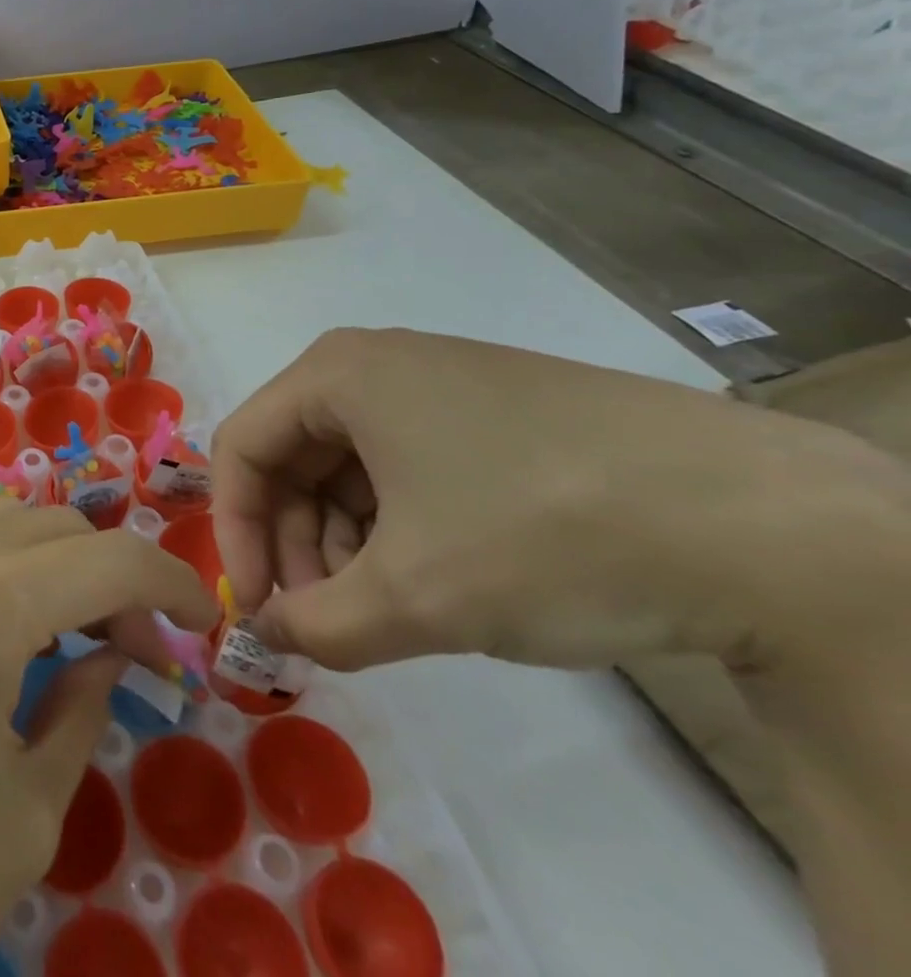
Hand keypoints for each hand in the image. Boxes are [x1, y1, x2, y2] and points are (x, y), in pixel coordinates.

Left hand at [0, 501, 217, 976]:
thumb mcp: (23, 810)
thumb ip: (80, 710)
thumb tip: (110, 657)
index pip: (110, 558)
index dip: (172, 583)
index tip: (207, 625)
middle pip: (60, 526)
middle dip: (115, 575)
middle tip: (141, 652)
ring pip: (12, 524)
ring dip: (63, 563)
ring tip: (85, 638)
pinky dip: (13, 568)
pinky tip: (21, 631)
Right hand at [211, 328, 910, 674]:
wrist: (763, 521)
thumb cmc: (543, 532)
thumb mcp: (415, 595)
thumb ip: (317, 624)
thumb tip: (272, 634)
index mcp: (336, 373)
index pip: (242, 448)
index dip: (235, 532)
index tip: (260, 607)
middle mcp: (375, 364)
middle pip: (294, 456)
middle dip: (299, 544)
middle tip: (326, 618)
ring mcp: (438, 384)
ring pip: (350, 466)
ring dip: (348, 543)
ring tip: (385, 610)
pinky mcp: (492, 412)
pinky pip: (406, 467)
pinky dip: (398, 527)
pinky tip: (434, 579)